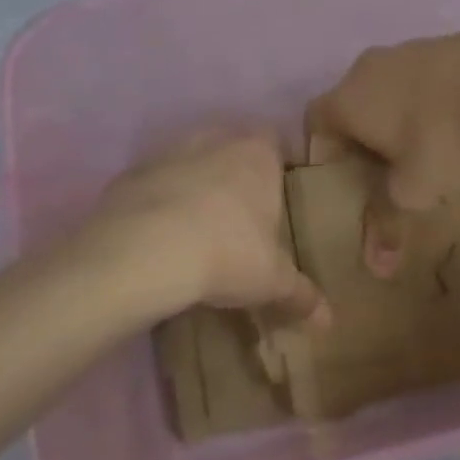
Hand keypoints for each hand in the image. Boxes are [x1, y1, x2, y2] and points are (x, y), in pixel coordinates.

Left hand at [79, 130, 327, 326]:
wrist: (142, 253)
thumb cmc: (227, 252)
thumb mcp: (272, 280)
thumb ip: (301, 294)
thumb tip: (329, 321)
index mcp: (258, 153)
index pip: (276, 141)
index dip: (278, 165)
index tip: (278, 196)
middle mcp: (215, 139)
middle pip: (232, 147)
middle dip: (236, 174)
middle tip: (240, 217)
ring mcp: (169, 152)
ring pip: (190, 161)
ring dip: (195, 185)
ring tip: (197, 228)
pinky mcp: (131, 174)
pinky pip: (154, 184)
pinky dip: (158, 202)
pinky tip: (157, 236)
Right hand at [305, 31, 459, 275]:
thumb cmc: (439, 138)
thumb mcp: (412, 190)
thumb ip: (387, 225)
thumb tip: (377, 269)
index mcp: (345, 100)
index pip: (315, 124)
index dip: (324, 152)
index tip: (347, 178)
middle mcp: (363, 69)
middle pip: (350, 106)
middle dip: (363, 138)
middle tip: (385, 169)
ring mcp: (402, 50)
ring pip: (385, 90)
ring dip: (396, 117)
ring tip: (424, 148)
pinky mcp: (437, 43)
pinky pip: (417, 78)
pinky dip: (424, 100)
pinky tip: (452, 122)